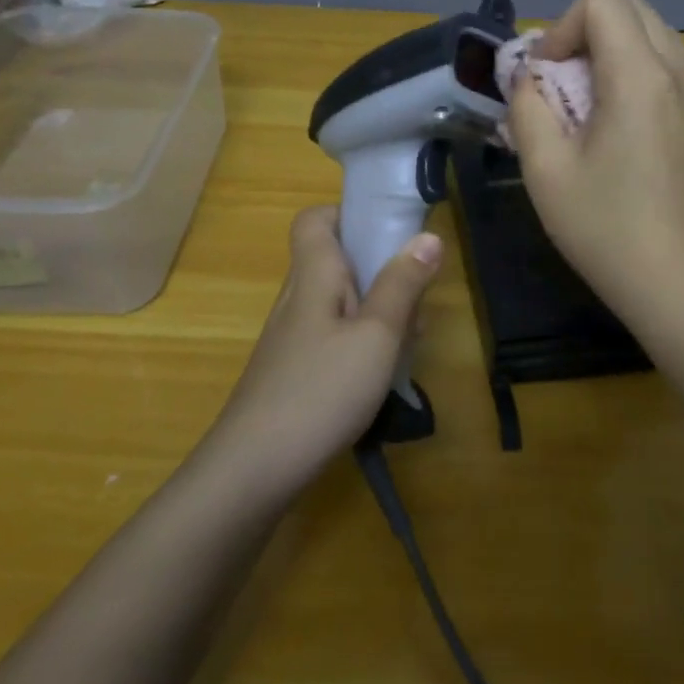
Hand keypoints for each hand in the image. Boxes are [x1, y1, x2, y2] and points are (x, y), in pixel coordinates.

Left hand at [205, 206, 442, 491]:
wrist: (254, 469)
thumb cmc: (320, 390)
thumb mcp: (376, 336)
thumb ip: (402, 285)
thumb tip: (428, 236)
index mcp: (313, 276)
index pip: (314, 219)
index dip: (348, 213)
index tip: (390, 231)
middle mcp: (298, 298)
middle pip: (335, 260)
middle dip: (380, 268)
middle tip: (417, 296)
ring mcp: (292, 337)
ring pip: (339, 301)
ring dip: (376, 308)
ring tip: (409, 338)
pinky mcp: (294, 370)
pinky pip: (333, 335)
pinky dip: (361, 340)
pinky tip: (382, 373)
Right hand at [506, 0, 683, 338]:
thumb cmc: (608, 230)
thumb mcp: (545, 171)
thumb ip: (526, 108)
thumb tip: (528, 80)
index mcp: (640, 75)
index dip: (561, 28)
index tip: (545, 78)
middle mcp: (679, 73)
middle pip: (632, 9)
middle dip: (586, 34)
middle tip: (561, 88)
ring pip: (654, 38)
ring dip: (612, 55)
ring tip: (588, 110)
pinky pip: (669, 71)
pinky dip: (636, 77)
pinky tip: (619, 133)